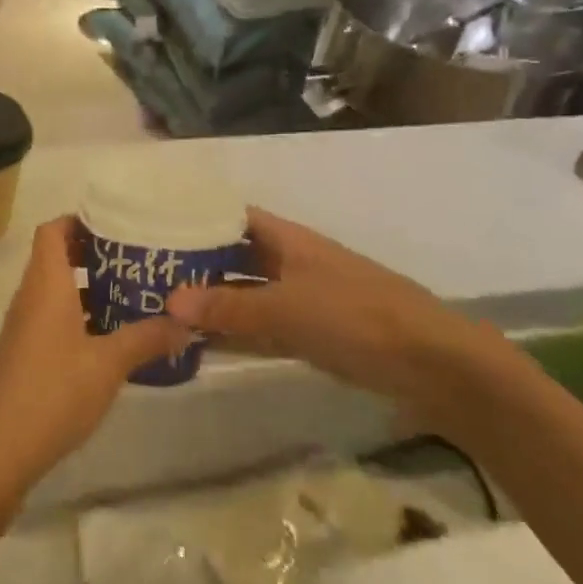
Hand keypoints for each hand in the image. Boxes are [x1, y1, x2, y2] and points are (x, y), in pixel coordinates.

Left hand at [0, 217, 192, 496]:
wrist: (1, 445)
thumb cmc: (54, 391)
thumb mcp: (109, 364)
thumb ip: (147, 338)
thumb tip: (186, 322)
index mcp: (45, 284)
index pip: (52, 230)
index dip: (79, 221)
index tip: (116, 225)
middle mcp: (30, 296)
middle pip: (56, 257)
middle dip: (93, 254)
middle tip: (136, 260)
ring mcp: (25, 325)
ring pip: (56, 290)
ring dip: (89, 288)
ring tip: (134, 294)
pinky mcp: (26, 351)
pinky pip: (54, 317)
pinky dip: (80, 316)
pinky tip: (113, 337)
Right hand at [166, 207, 514, 426]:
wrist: (437, 366)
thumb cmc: (358, 318)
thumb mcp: (286, 309)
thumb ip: (227, 307)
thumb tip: (168, 302)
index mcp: (288, 239)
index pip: (231, 217)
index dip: (195, 218)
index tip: (152, 227)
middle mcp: (291, 262)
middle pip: (234, 256)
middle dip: (195, 265)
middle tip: (145, 274)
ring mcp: (303, 299)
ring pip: (245, 294)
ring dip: (212, 302)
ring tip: (161, 309)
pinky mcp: (313, 335)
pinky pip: (261, 327)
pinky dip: (234, 332)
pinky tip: (202, 344)